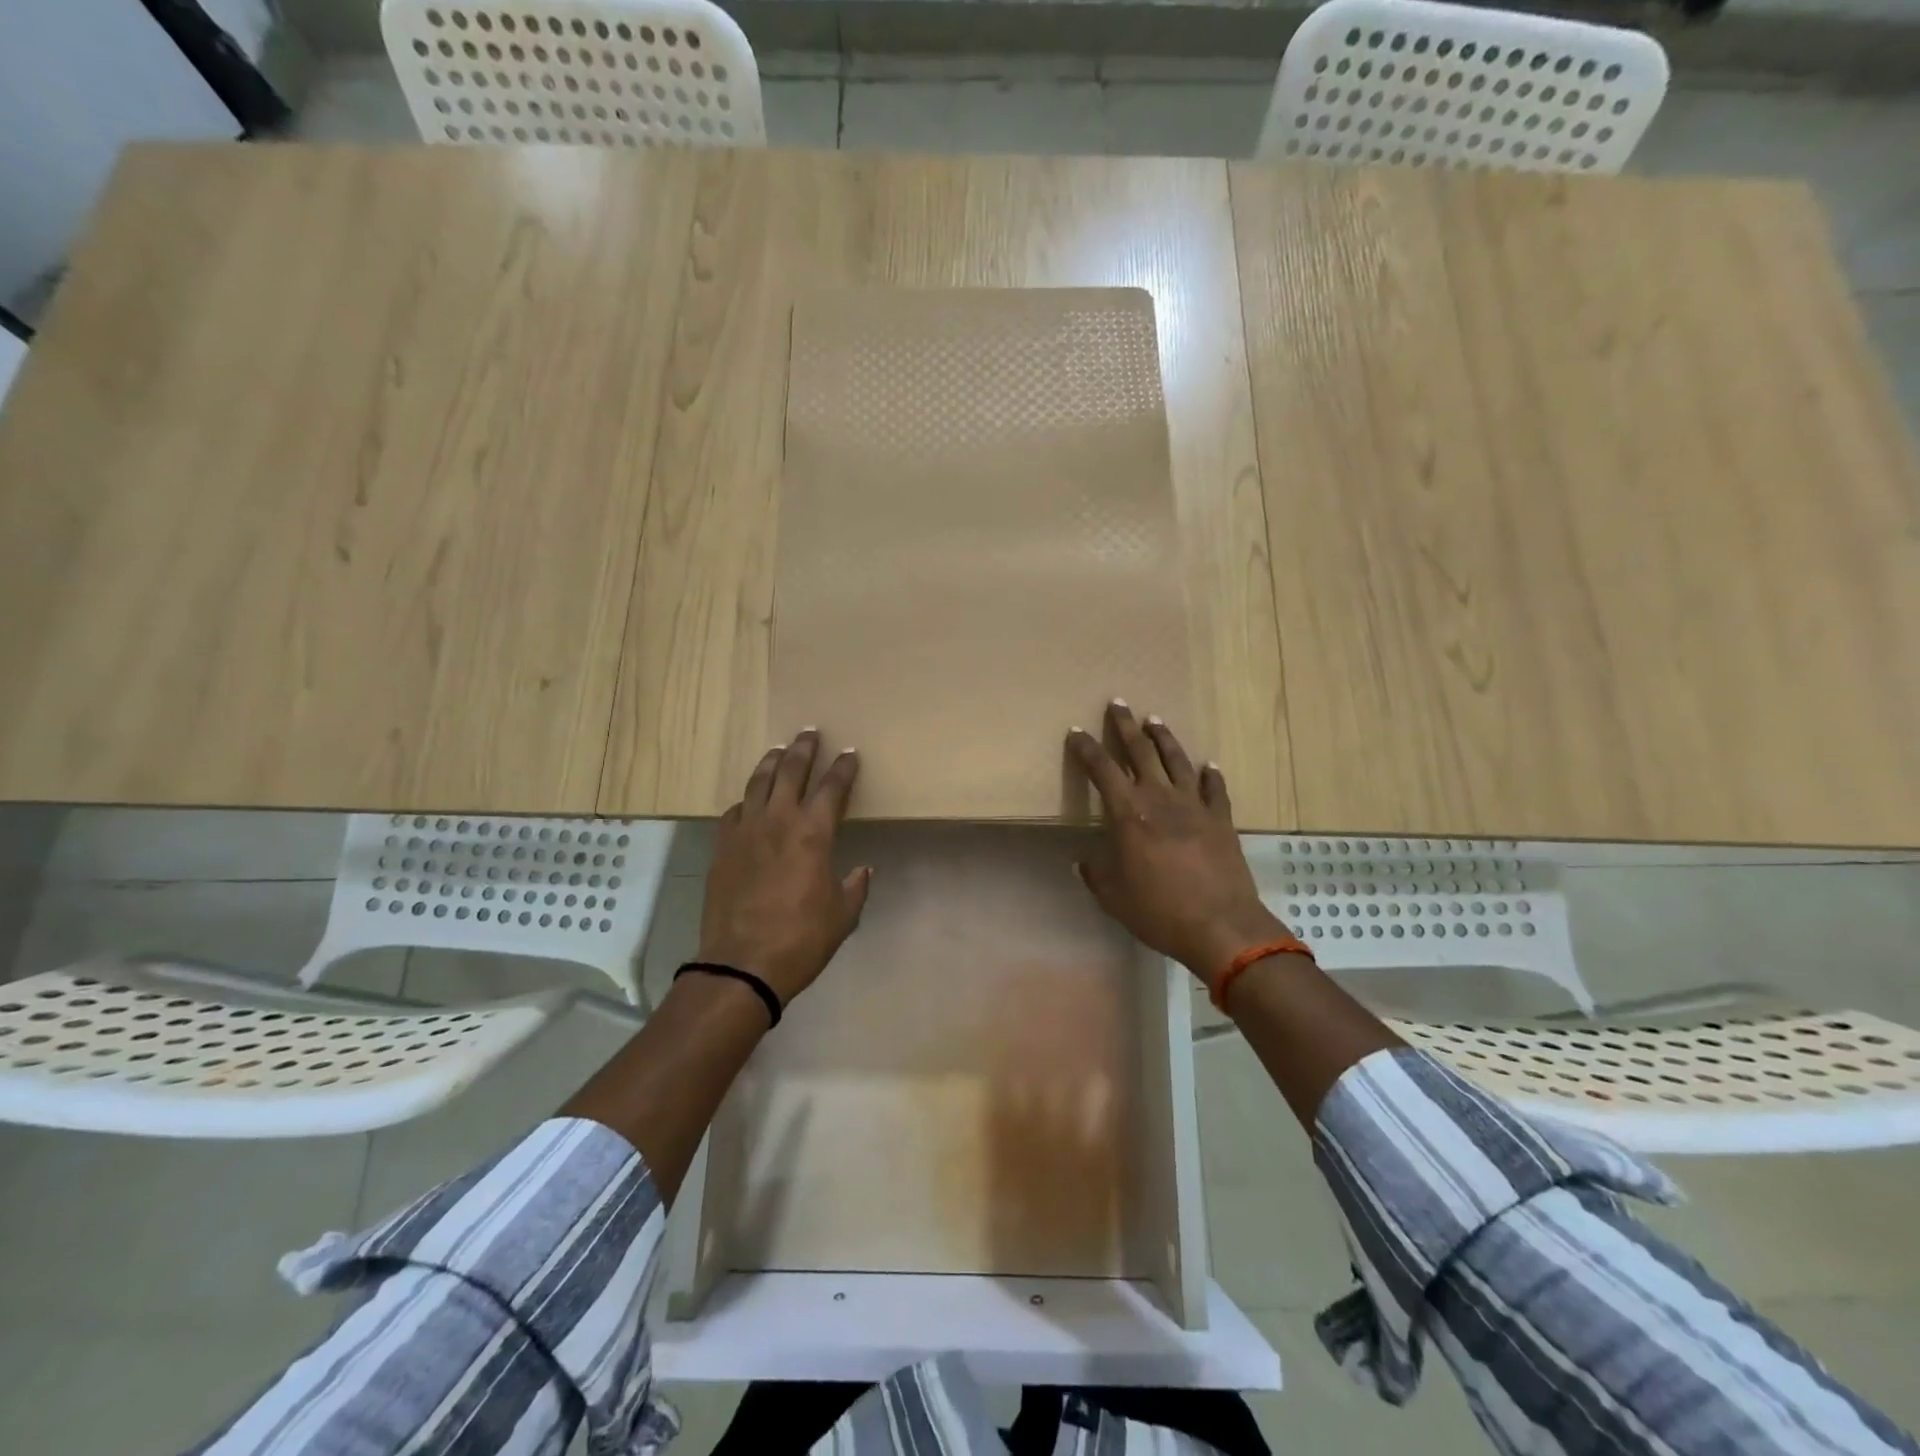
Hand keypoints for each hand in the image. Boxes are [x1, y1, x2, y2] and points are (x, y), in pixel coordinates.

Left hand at [696, 730, 871, 1005]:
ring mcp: (745, 831)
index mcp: (814, 833)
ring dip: (771, 763)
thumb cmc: (802, 939)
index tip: (850, 753)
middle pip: (791, 771)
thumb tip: (862, 870)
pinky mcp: (722, 847)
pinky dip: (746, 801)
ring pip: (757, 783)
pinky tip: (749, 802)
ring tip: (778, 750)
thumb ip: (855, 886)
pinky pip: (734, 811)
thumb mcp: (843, 916)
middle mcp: (778, 820)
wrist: (741, 964)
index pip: (833, 787)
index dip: (844, 768)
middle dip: (803, 749)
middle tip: (810, 732)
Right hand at [1067, 702, 1288, 984]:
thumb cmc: (1159, 911)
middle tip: (1118, 703)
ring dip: (1164, 738)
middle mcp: (1160, 798)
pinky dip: (1210, 774)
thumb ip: (1096, 874)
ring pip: (1177, 761)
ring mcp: (1194, 805)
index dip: (1086, 748)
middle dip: (1125, 726)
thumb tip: (1082, 862)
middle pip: (1140, 751)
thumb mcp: (1113, 897)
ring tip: (1154, 720)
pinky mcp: (1221, 819)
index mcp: (1128, 813)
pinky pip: (1215, 788)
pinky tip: (1208, 765)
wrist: (1221, 926)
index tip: (1076, 732)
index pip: (1101, 769)